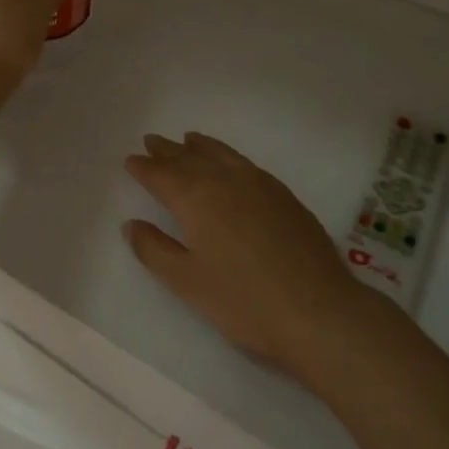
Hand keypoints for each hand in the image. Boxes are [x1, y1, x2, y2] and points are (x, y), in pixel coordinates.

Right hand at [122, 132, 375, 378]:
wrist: (317, 309)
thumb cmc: (244, 301)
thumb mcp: (188, 282)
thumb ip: (155, 250)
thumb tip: (132, 224)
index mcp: (197, 199)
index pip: (162, 175)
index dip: (144, 168)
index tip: (131, 160)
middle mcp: (225, 180)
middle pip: (190, 159)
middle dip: (168, 151)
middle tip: (152, 141)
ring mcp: (259, 184)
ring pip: (221, 155)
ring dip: (200, 147)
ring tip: (188, 139)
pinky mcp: (283, 194)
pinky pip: (245, 163)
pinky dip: (228, 156)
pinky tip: (230, 164)